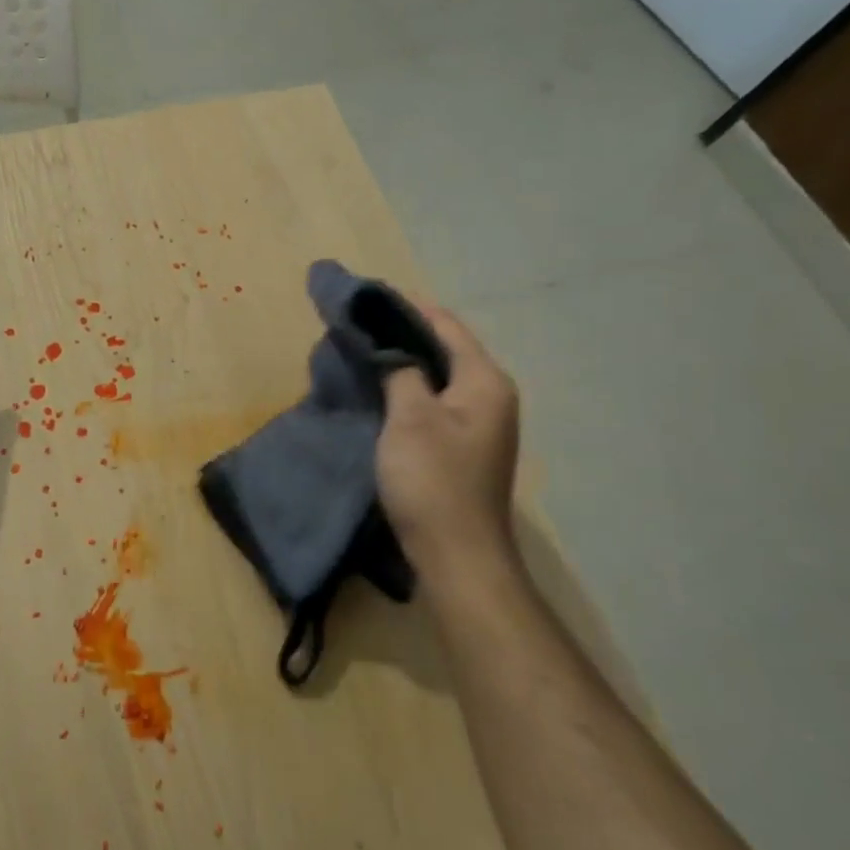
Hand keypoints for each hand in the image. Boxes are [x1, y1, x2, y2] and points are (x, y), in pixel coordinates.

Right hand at [376, 302, 520, 580]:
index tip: (368, 295)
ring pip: (439, 375)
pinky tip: (381, 388)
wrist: (456, 554)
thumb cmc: (433, 479)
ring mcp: (479, 423)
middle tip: (360, 322)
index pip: (446, 326)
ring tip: (364, 348)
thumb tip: (393, 348)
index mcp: (484, 381)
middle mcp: (490, 396)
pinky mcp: (463, 446)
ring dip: (405, 361)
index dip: (408, 307)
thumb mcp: (410, 417)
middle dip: (404, 332)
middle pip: (446, 348)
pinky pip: (435, 400)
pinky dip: (409, 387)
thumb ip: (401, 372)